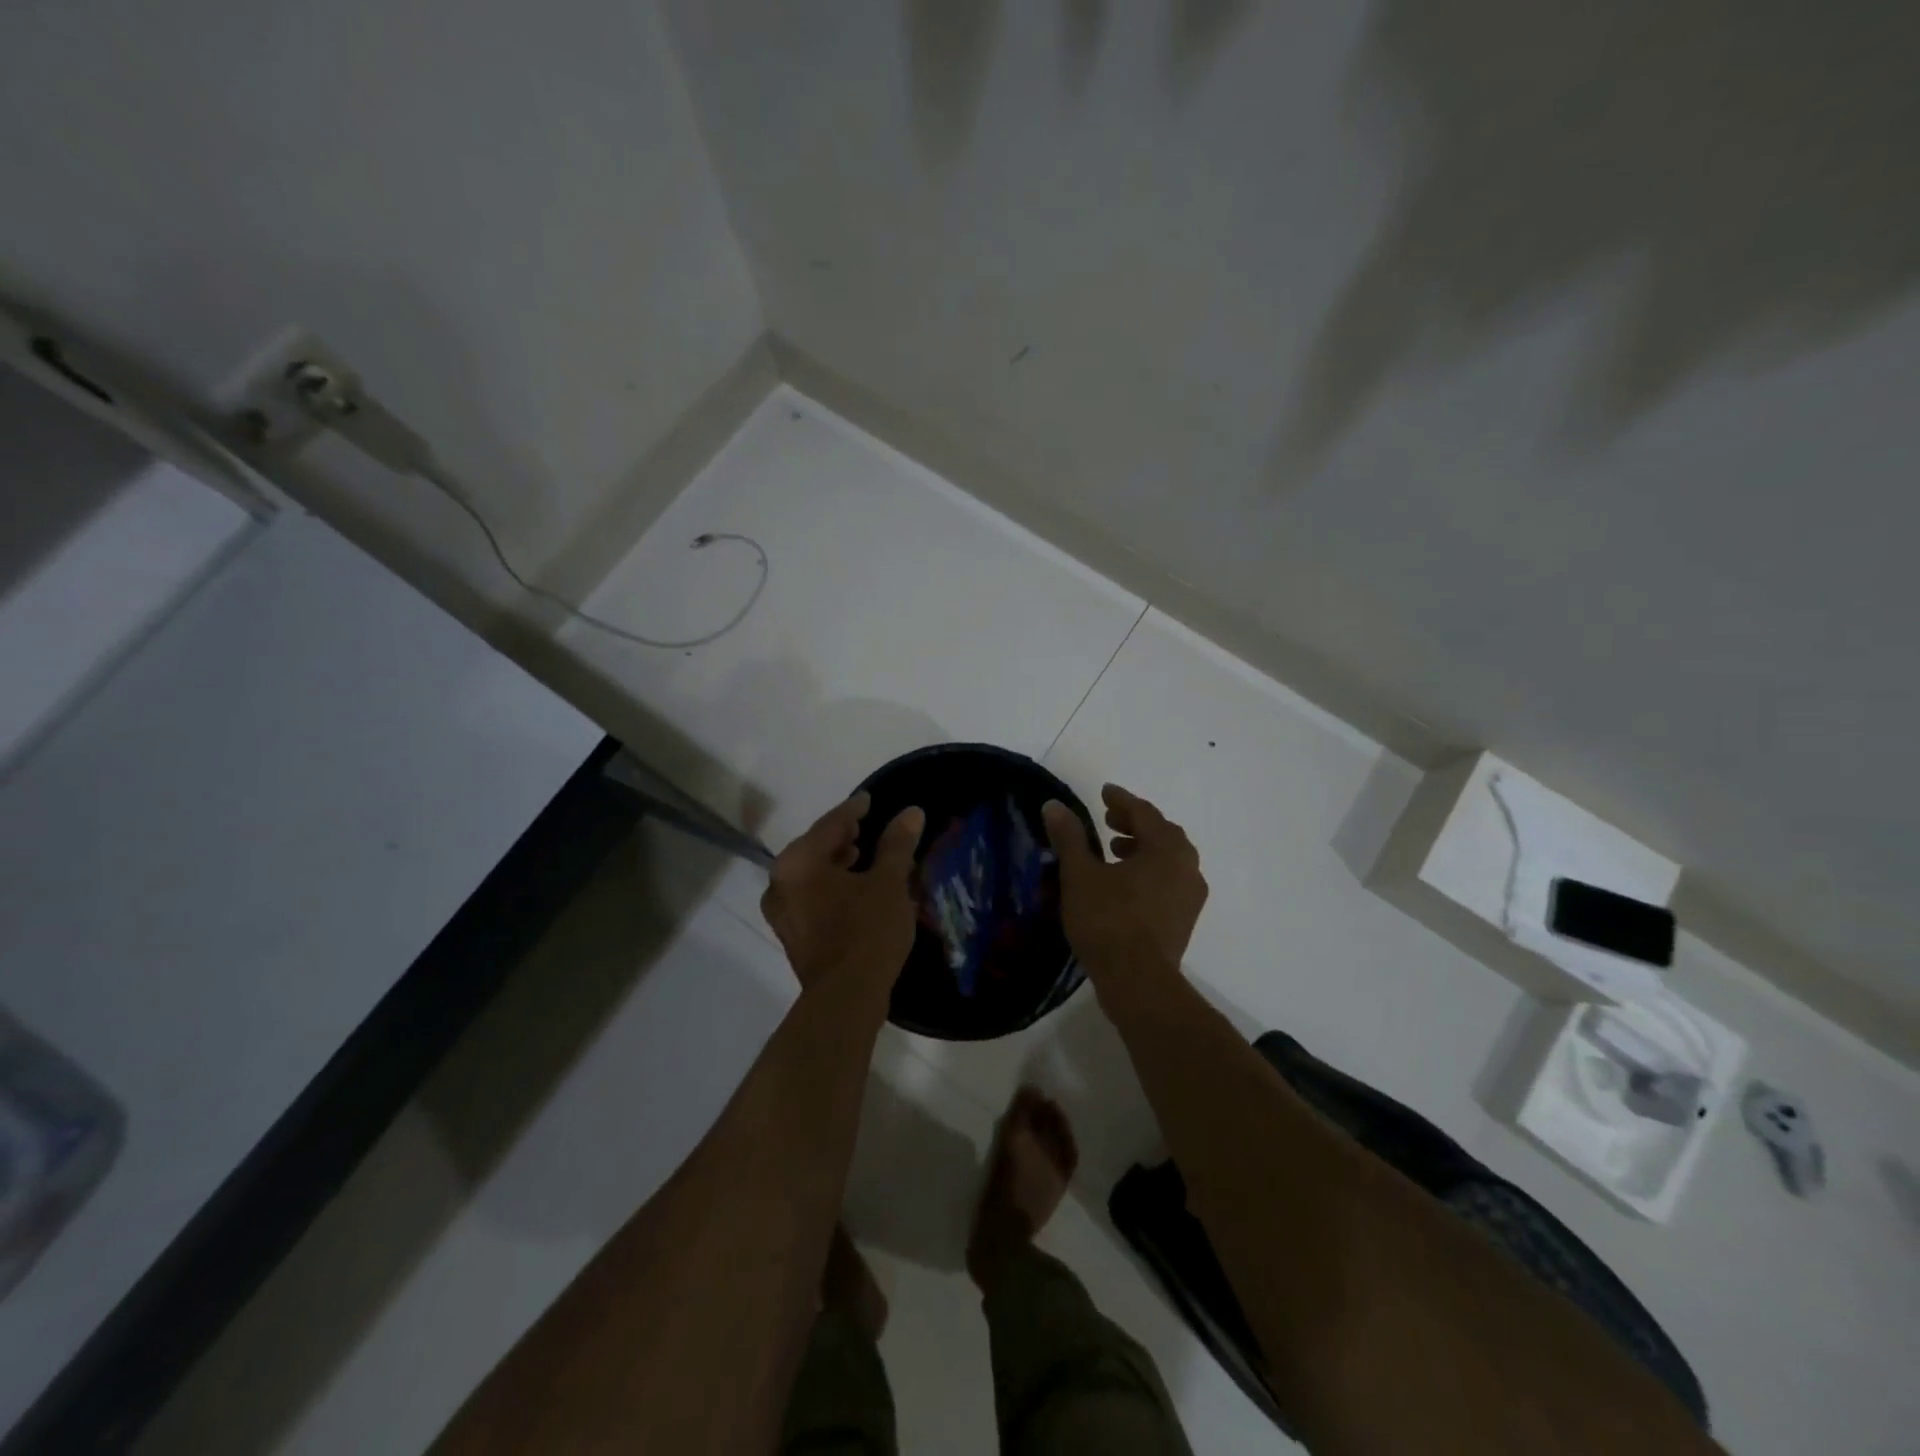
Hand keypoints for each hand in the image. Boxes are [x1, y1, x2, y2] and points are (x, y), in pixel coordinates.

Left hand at [762, 792, 924, 990]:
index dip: (853, 810)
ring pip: (811, 874)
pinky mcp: (791, 934)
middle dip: (841, 837)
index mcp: (798, 862)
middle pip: (815, 847)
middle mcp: (780, 882)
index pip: (830, 824)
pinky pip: (811, 896)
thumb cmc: (867, 931)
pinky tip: (854, 889)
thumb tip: (911, 812)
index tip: (869, 799)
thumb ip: (897, 844)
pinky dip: (830, 886)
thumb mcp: (888, 883)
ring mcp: (782, 912)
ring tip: (863, 856)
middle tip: (866, 827)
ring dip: (836, 862)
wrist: (846, 998)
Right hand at [1043, 784, 1206, 979]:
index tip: (1104, 792)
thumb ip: (1069, 837)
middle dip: (1134, 823)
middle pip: (1161, 833)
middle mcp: (1187, 866)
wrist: (1138, 982)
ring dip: (1142, 848)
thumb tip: (1054, 806)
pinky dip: (1149, 872)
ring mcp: (1190, 895)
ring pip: (1168, 859)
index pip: (1144, 812)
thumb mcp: (1080, 875)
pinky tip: (1125, 885)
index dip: (1121, 800)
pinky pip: (1169, 881)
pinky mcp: (1185, 920)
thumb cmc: (1108, 921)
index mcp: (1166, 848)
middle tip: (1108, 821)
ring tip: (1113, 852)